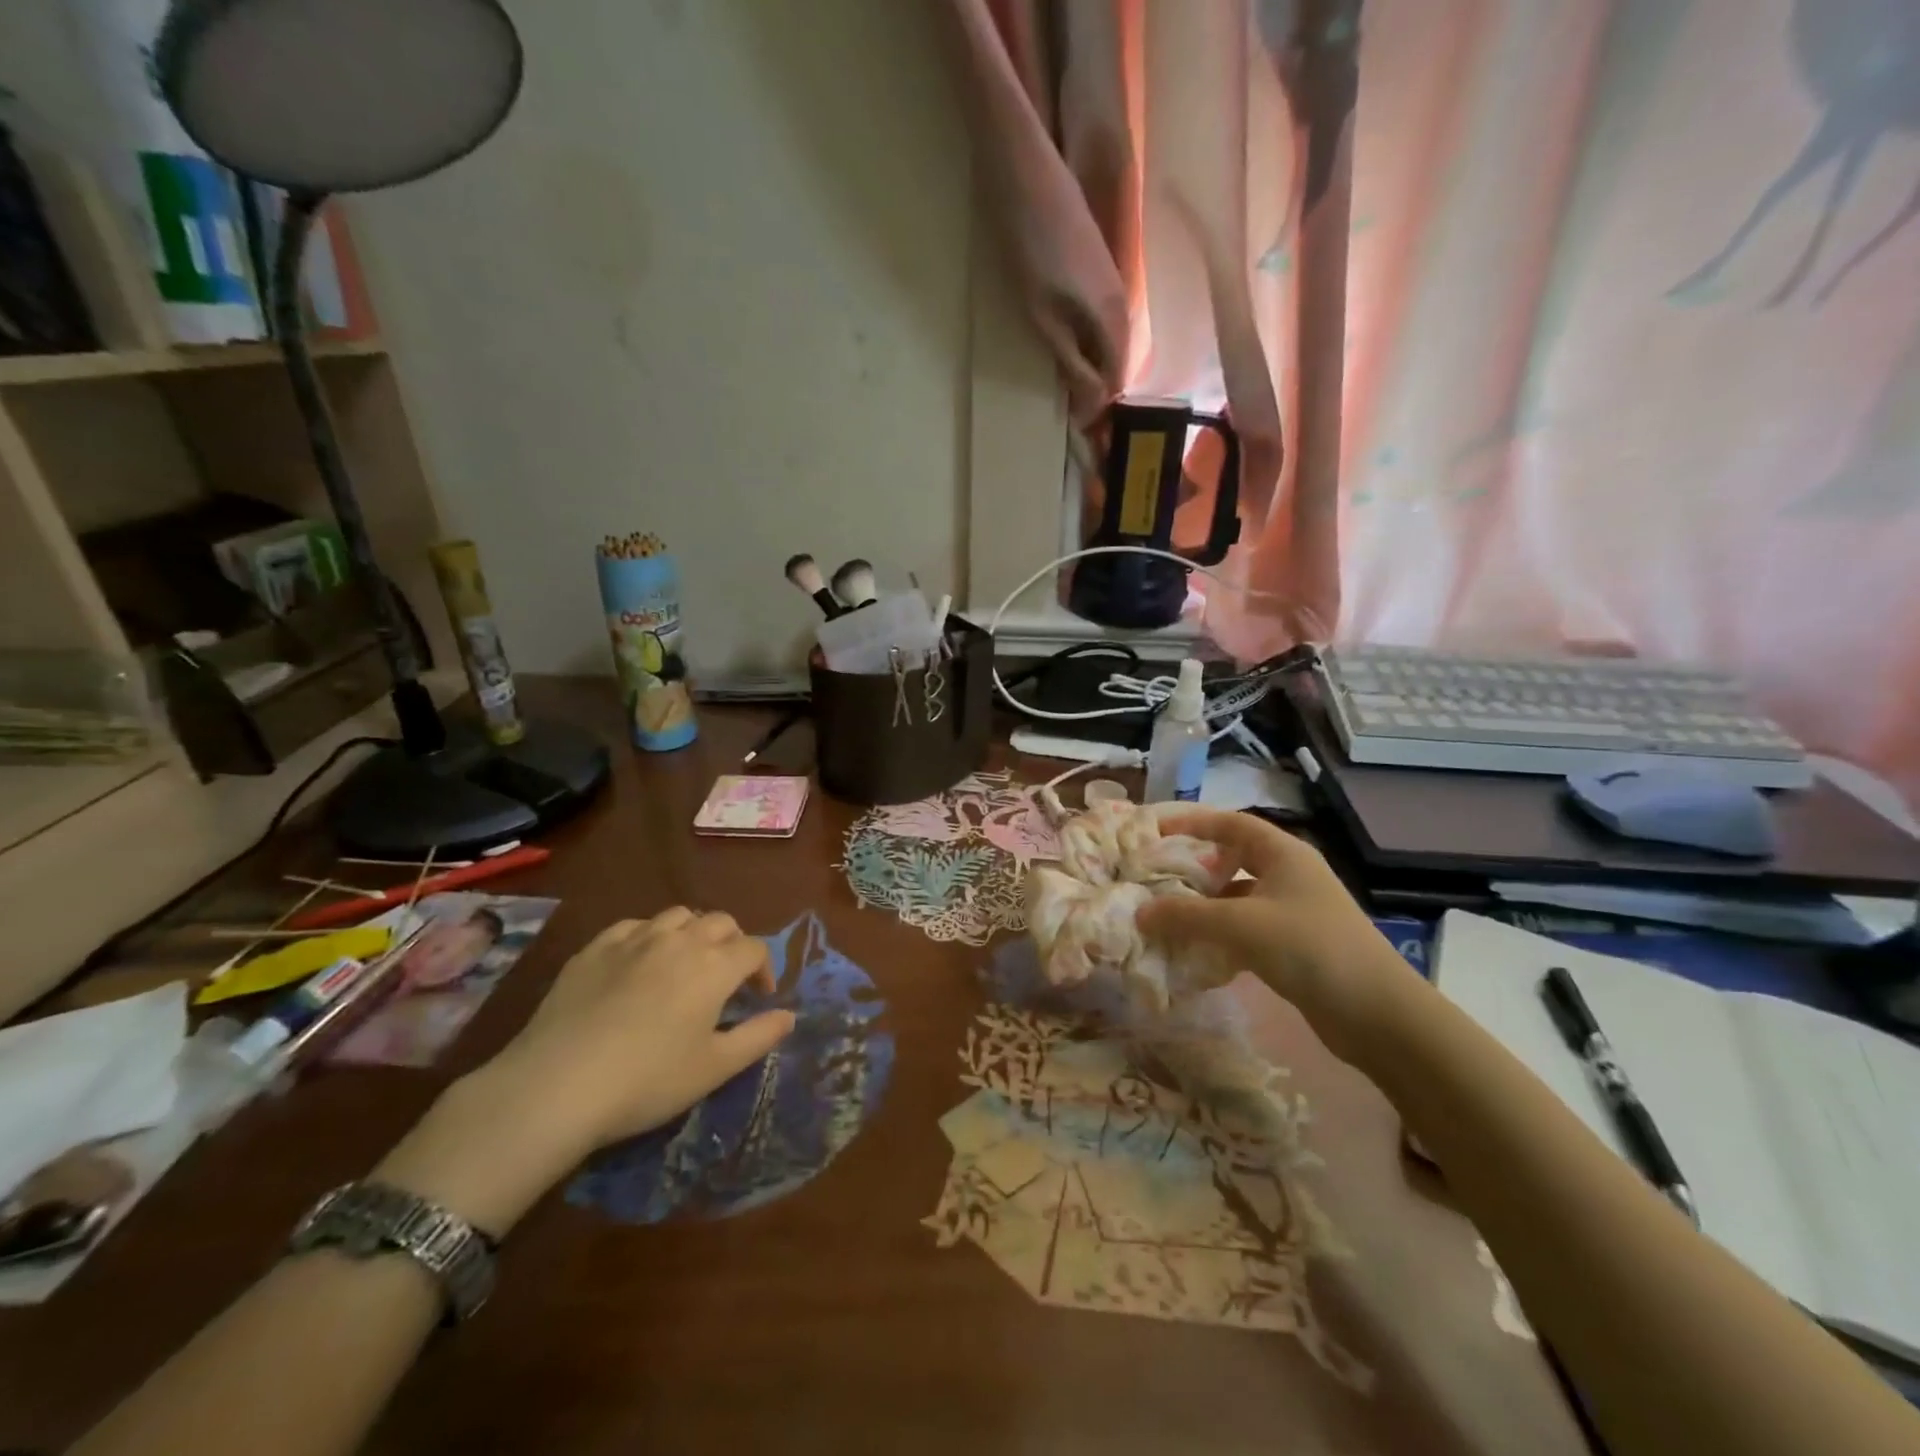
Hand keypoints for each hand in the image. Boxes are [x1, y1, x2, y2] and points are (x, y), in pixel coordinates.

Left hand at [377, 909, 793, 1232]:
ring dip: (692, 933)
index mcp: (714, 965)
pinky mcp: (594, 948)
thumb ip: (759, 1036)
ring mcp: (634, 939)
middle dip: (732, 944)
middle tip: (726, 979)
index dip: (764, 969)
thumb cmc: (648, 1081)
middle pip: (720, 922)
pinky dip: (648, 937)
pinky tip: (638, 965)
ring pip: (677, 916)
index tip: (758, 998)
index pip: (754, 948)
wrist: (557, 1085)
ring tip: (685, 965)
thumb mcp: (714, 1068)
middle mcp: (679, 939)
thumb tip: (790, 1015)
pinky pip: (633, 926)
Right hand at [1135, 809, 1416, 1062]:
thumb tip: (1140, 912)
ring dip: (1203, 908)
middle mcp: (1289, 875)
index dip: (1192, 822)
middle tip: (1153, 878)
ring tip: (1163, 917)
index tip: (1155, 831)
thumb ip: (1187, 915)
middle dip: (1193, 868)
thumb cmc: (1310, 948)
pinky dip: (1219, 937)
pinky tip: (1194, 953)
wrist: (1378, 1015)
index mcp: (1284, 854)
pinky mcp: (1294, 947)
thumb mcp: (1242, 925)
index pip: (1231, 824)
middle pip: (1231, 860)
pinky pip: (1245, 931)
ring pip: (1236, 899)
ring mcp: (1293, 912)